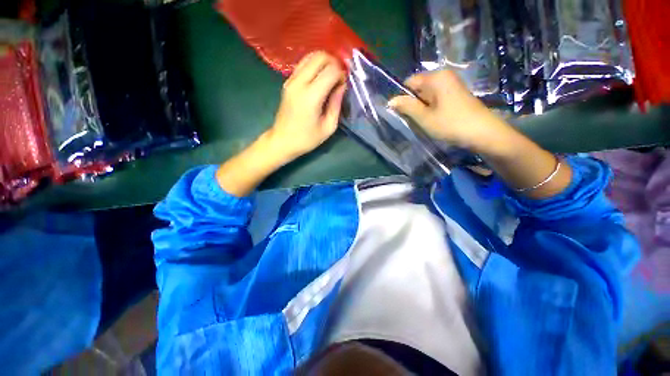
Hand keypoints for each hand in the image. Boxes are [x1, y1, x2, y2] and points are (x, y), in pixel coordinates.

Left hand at [267, 51, 346, 161]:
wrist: (282, 141)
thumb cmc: (307, 139)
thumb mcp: (328, 127)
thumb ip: (336, 104)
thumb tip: (342, 85)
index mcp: (311, 97)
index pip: (331, 70)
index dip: (341, 74)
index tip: (344, 85)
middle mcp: (299, 83)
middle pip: (320, 56)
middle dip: (334, 63)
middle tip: (339, 78)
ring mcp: (291, 80)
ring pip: (310, 56)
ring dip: (324, 62)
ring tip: (330, 78)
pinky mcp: (287, 81)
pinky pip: (303, 64)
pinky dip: (314, 66)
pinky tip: (319, 79)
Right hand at [388, 70, 513, 157]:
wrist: (483, 133)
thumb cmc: (451, 124)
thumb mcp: (424, 117)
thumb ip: (407, 107)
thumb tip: (390, 100)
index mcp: (435, 78)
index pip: (409, 82)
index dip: (402, 97)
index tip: (401, 113)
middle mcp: (444, 76)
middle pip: (418, 88)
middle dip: (412, 103)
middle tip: (413, 120)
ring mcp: (452, 84)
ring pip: (427, 94)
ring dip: (421, 108)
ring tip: (423, 121)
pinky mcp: (456, 94)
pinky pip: (436, 98)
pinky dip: (431, 108)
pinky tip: (433, 120)